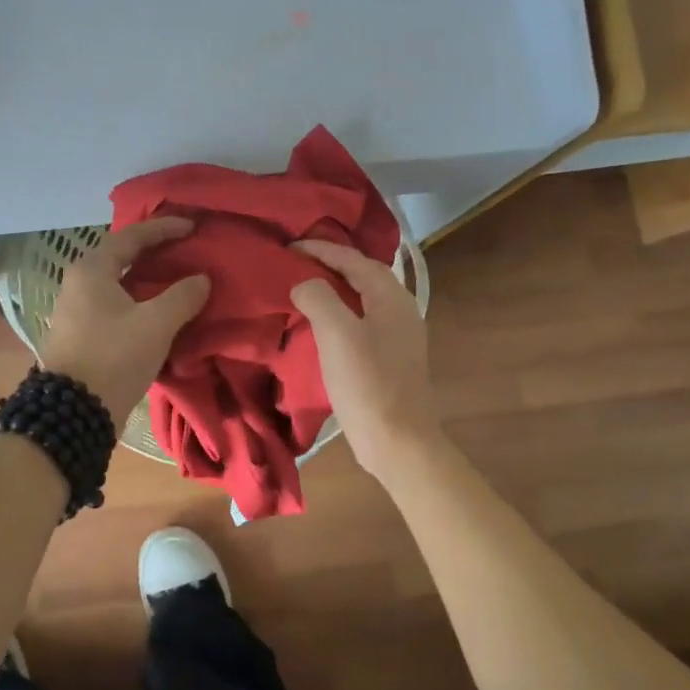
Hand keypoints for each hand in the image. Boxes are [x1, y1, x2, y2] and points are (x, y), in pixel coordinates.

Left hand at [39, 217, 211, 417]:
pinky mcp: (82, 334)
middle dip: (154, 251)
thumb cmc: (113, 357)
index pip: (131, 236)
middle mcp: (79, 284)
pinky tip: (159, 309)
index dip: (164, 229)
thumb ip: (182, 296)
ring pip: (118, 282)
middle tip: (184, 248)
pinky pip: (115, 304)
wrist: (73, 413)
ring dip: (147, 278)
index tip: (192, 227)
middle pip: (121, 256)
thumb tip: (201, 279)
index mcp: (92, 271)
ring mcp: (77, 310)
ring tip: (176, 277)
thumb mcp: (155, 324)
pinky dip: (139, 299)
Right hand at [290, 240, 442, 474]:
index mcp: (391, 297)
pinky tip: (322, 326)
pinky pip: (362, 321)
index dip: (321, 249)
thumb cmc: (368, 384)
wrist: (400, 443)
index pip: (353, 260)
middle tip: (296, 262)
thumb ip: (319, 297)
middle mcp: (401, 309)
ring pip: (362, 299)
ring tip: (304, 288)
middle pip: (362, 275)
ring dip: (335, 289)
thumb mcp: (337, 334)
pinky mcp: (391, 358)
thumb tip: (305, 284)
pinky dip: (340, 313)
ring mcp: (399, 335)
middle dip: (330, 264)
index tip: (289, 247)